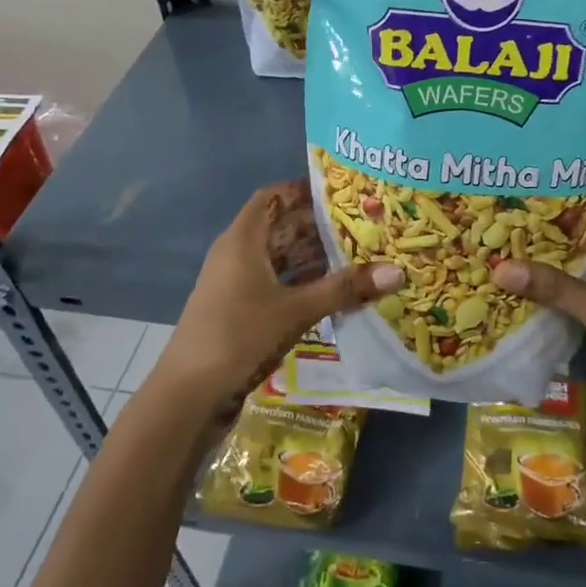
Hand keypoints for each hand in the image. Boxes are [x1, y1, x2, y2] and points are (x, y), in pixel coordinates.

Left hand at [157, 182, 399, 421]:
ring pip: (280, 258)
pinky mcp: (241, 311)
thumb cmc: (238, 336)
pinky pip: (277, 284)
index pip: (273, 197)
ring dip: (313, 257)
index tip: (342, 190)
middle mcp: (237, 255)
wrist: (188, 396)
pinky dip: (303, 283)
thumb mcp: (295, 310)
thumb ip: (344, 289)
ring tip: (358, 254)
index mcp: (243, 240)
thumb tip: (397, 271)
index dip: (303, 190)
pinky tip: (333, 291)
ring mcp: (237, 284)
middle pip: (280, 227)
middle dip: (318, 225)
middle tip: (363, 223)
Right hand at [490, 195, 585, 462]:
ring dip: (554, 260)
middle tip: (511, 213)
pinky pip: (585, 292)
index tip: (535, 184)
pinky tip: (523, 282)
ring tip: (508, 241)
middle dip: (556, 228)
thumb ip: (555, 288)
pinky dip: (559, 289)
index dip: (576, 193)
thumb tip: (499, 269)